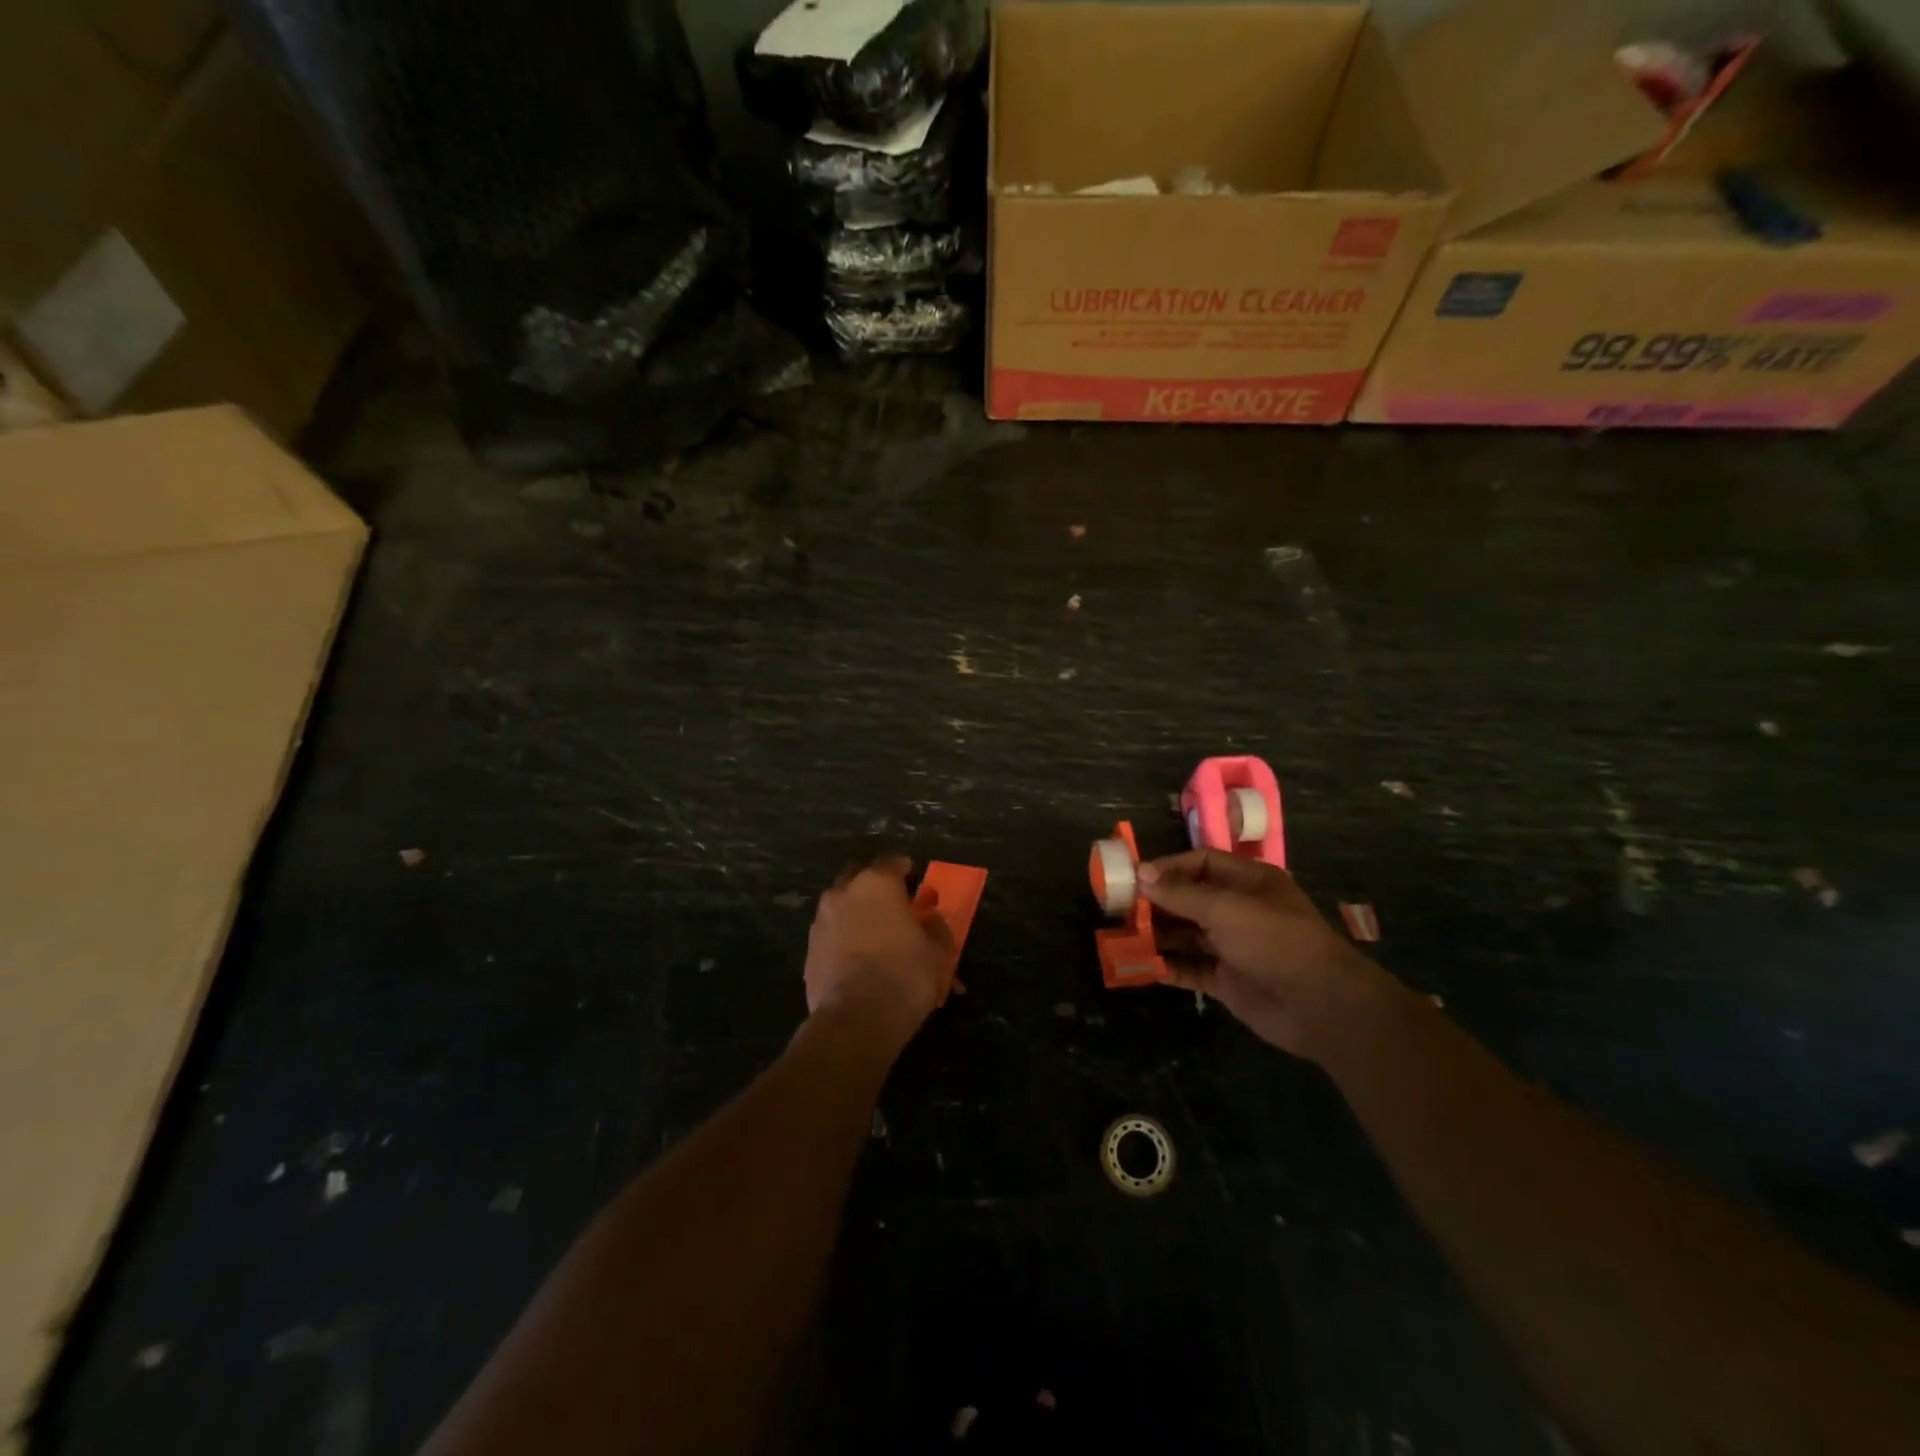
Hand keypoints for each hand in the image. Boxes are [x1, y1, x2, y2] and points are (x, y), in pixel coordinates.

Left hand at [804, 856, 952, 1044]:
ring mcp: (821, 921)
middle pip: (859, 877)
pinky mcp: (809, 949)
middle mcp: (844, 893)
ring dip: (856, 913)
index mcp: (877, 883)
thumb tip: (931, 920)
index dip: (905, 870)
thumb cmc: (905, 975)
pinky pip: (831, 934)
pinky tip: (857, 959)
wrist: (856, 1019)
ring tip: (874, 935)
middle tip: (892, 904)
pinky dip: (843, 938)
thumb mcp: (938, 952)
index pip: (892, 861)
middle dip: (874, 886)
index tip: (914, 880)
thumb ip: (936, 928)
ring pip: (841, 905)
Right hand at [1138, 850, 1391, 1060]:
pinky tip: (1139, 964)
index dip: (1168, 867)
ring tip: (1121, 934)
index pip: (1201, 863)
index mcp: (1249, 882)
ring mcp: (1233, 947)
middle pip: (1189, 898)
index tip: (1134, 877)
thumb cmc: (1275, 941)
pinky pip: (1190, 967)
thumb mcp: (1225, 909)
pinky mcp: (1227, 980)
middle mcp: (1240, 910)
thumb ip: (1180, 893)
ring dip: (1156, 934)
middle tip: (1118, 906)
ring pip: (1186, 934)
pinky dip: (1166, 965)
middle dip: (1156, 902)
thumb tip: (1140, 873)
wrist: (1320, 1005)